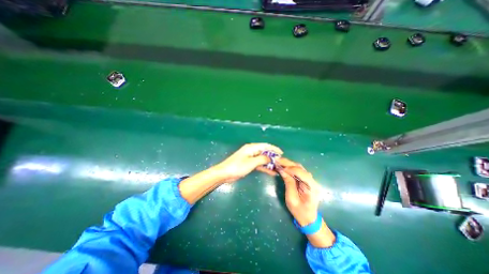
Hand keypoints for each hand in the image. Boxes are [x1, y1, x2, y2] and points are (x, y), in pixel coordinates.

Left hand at [215, 143, 283, 181]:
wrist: (225, 174)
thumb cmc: (237, 167)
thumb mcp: (251, 162)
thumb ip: (262, 159)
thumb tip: (271, 158)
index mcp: (251, 148)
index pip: (265, 146)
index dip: (274, 149)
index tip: (282, 153)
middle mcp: (251, 151)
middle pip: (265, 152)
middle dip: (273, 157)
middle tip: (281, 162)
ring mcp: (250, 158)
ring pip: (262, 159)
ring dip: (270, 163)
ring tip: (278, 168)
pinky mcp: (249, 164)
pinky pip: (259, 164)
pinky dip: (265, 168)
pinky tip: (271, 172)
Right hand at [279, 158, 321, 226]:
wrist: (309, 218)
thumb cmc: (300, 211)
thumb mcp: (291, 199)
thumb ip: (288, 183)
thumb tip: (282, 170)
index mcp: (312, 187)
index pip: (301, 172)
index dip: (290, 168)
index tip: (280, 167)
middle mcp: (313, 181)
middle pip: (300, 168)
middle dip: (288, 163)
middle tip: (277, 160)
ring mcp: (311, 180)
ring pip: (299, 167)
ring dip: (288, 164)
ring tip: (279, 162)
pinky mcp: (307, 180)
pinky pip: (298, 171)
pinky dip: (290, 168)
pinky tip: (284, 167)